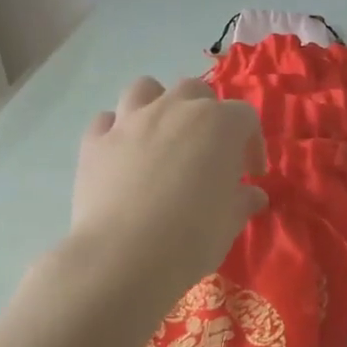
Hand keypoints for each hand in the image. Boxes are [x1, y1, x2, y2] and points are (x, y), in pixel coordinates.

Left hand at [69, 76, 267, 299]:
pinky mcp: (94, 142)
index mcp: (218, 124)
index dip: (252, 144)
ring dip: (158, 105)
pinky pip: (107, 120)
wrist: (124, 257)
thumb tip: (252, 195)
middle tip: (208, 151)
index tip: (251, 175)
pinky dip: (117, 130)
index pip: (245, 118)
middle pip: (195, 91)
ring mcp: (130, 121)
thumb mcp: (230, 222)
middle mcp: (174, 110)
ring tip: (163, 137)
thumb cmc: (193, 237)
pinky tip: (123, 154)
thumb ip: (242, 201)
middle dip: (206, 114)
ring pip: (146, 89)